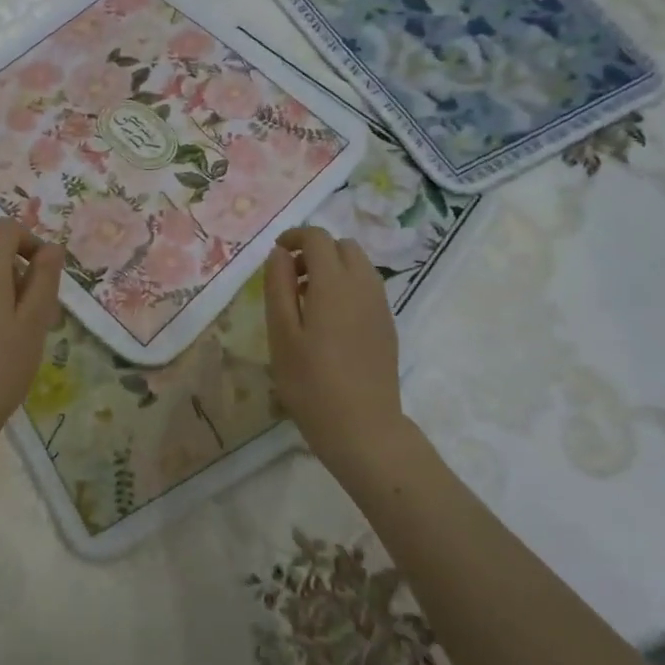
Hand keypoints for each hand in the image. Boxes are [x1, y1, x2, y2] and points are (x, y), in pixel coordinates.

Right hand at [265, 225, 404, 457]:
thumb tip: (280, 253)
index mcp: (334, 283)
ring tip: (306, 301)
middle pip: (343, 246)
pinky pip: (367, 288)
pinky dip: (346, 287)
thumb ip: (278, 286)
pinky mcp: (387, 326)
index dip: (294, 237)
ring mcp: (380, 306)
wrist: (363, 428)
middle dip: (315, 251)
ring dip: (332, 269)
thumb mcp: (281, 333)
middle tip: (289, 279)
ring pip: (359, 266)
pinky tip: (328, 322)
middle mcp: (363, 285)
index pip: (318, 238)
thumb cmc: (311, 382)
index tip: (276, 254)